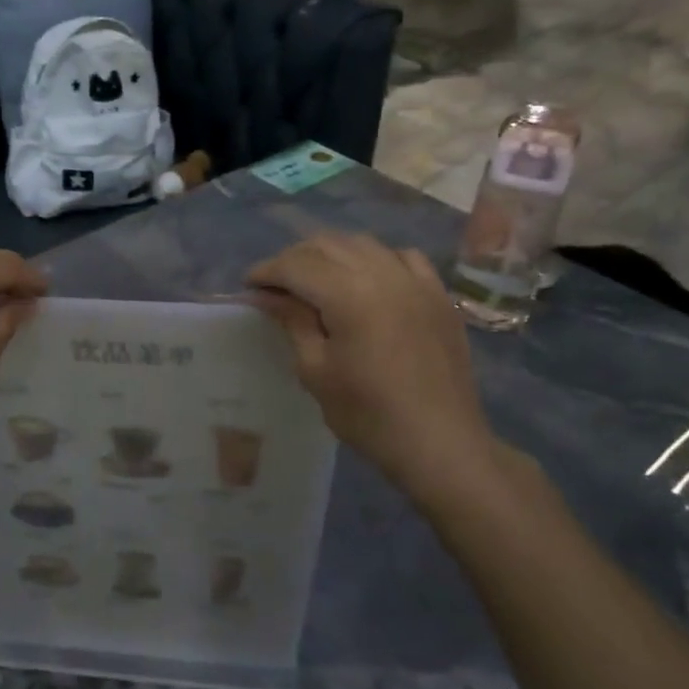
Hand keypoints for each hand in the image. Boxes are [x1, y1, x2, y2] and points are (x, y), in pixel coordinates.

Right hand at [248, 233, 494, 503]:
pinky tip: (367, 280)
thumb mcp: (316, 370)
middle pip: (327, 245)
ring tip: (314, 279)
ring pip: (363, 243)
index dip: (266, 271)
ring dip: (331, 254)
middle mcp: (384, 274)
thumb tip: (265, 295)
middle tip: (275, 285)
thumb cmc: (368, 414)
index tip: (248, 286)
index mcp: (350, 295)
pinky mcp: (438, 295)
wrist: (441, 444)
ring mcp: (416, 281)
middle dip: (294, 258)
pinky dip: (375, 259)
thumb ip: (292, 322)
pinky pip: (402, 257)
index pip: (296, 265)